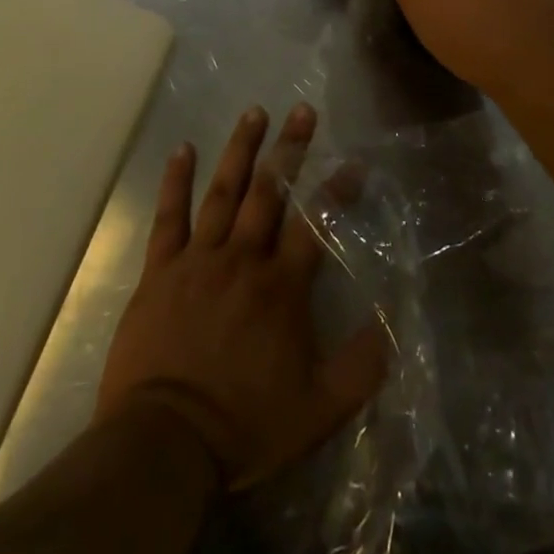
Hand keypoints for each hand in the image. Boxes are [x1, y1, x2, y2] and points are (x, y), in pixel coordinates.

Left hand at [95, 104, 387, 489]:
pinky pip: (169, 217)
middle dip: (290, 148)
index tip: (353, 163)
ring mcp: (199, 260)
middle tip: (302, 109)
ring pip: (224, 192)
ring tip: (254, 112)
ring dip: (241, 149)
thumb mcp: (318, 409)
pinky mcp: (161, 271)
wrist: (164, 444)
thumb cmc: (243, 425)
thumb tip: (392, 324)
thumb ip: (360, 368)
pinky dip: (176, 181)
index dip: (336, 190)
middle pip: (270, 192)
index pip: (315, 224)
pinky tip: (182, 149)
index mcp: (281, 286)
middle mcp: (243, 259)